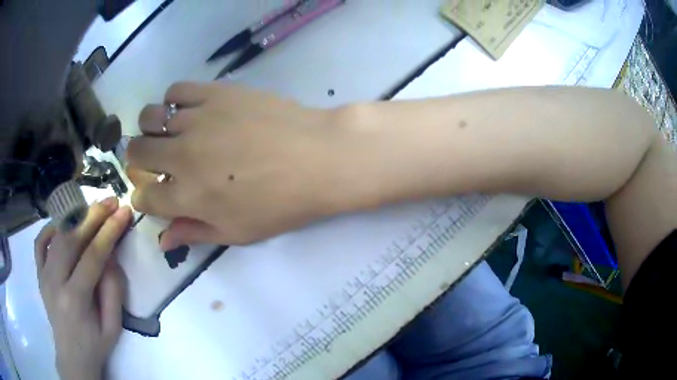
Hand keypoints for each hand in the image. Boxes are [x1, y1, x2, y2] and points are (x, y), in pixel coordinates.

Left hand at [34, 198, 131, 379]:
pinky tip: (64, 224)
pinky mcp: (39, 273)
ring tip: (93, 208)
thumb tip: (111, 253)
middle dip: (93, 216)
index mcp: (75, 300)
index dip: (109, 231)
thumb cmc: (95, 344)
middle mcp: (54, 282)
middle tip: (111, 201)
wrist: (72, 356)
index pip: (92, 256)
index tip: (124, 212)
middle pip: (72, 239)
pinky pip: (40, 242)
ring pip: (57, 236)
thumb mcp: (113, 326)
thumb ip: (113, 290)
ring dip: (76, 217)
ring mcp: (43, 275)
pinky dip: (51, 227)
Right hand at [128, 83, 360, 248]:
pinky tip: (187, 110)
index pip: (144, 197)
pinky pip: (177, 90)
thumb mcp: (237, 233)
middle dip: (138, 160)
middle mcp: (182, 156)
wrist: (318, 158)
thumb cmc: (281, 204)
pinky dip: (173, 100)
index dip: (143, 197)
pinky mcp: (216, 93)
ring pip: (149, 117)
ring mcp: (197, 119)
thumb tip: (163, 242)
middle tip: (153, 160)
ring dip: (150, 128)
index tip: (153, 194)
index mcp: (187, 197)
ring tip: (167, 132)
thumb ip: (194, 233)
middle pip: (136, 153)